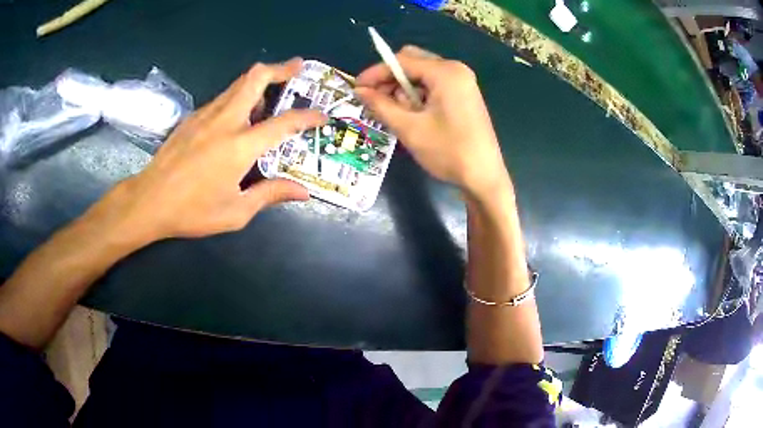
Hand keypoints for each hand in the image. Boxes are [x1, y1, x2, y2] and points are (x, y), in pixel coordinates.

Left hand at [106, 58, 326, 240]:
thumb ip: (271, 195)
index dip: (307, 117)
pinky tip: (240, 114)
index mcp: (240, 145)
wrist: (149, 201)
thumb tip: (303, 192)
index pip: (283, 122)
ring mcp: (206, 115)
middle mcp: (225, 120)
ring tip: (273, 93)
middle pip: (256, 78)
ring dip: (260, 81)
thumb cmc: (192, 211)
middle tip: (298, 67)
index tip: (322, 116)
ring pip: (238, 83)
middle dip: (281, 68)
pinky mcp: (192, 117)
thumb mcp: (235, 212)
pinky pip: (223, 97)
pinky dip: (239, 96)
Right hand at [355, 46, 510, 198]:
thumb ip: (381, 105)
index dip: (376, 72)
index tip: (356, 88)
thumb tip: (359, 91)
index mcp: (446, 72)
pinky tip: (413, 115)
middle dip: (391, 80)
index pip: (402, 61)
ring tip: (397, 114)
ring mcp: (463, 82)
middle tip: (376, 102)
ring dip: (404, 90)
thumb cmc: (448, 151)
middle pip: (413, 63)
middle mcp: (456, 70)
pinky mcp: (464, 95)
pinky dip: (418, 96)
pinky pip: (434, 86)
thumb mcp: (409, 128)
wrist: (484, 177)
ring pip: (422, 75)